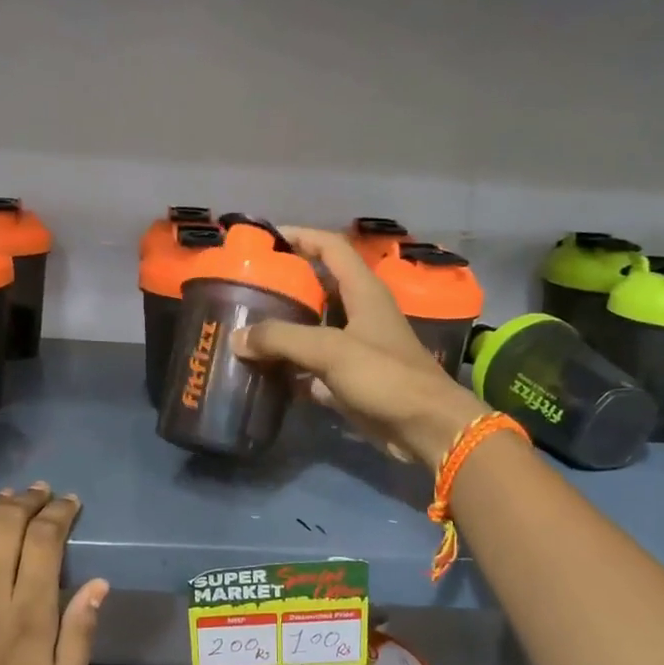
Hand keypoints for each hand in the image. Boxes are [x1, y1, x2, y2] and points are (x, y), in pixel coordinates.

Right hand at [231, 226, 488, 469]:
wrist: (425, 428)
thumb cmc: (385, 377)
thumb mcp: (331, 350)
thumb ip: (282, 339)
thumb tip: (237, 337)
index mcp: (364, 292)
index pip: (331, 248)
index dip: (301, 236)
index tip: (266, 238)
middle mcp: (361, 314)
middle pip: (319, 288)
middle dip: (285, 284)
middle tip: (247, 287)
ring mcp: (357, 348)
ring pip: (314, 329)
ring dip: (285, 328)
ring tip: (247, 327)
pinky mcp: (352, 380)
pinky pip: (314, 366)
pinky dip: (291, 367)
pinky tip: (264, 371)